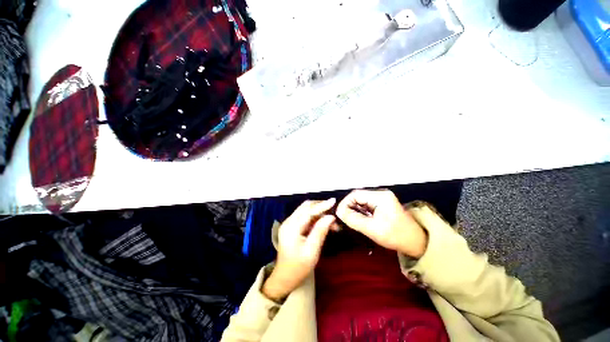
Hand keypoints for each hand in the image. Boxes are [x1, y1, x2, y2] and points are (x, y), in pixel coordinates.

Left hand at [262, 198, 335, 301]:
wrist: (284, 278)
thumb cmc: (299, 267)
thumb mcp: (312, 251)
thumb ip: (320, 231)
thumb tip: (330, 217)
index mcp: (291, 228)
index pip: (308, 211)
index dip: (321, 205)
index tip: (333, 201)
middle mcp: (289, 222)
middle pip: (305, 207)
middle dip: (320, 208)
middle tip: (334, 214)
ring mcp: (289, 224)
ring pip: (306, 211)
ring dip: (319, 214)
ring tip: (332, 224)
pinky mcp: (291, 227)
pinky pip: (305, 218)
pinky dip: (315, 219)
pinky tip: (324, 225)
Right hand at [336, 189, 426, 257]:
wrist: (417, 243)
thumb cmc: (396, 236)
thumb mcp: (372, 229)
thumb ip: (353, 219)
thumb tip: (338, 212)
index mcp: (380, 197)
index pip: (355, 194)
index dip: (345, 203)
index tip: (339, 215)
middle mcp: (380, 194)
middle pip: (358, 197)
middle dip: (349, 207)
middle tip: (344, 219)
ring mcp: (382, 199)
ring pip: (361, 201)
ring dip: (354, 210)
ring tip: (350, 221)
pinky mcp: (382, 205)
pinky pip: (366, 205)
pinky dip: (360, 212)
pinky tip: (359, 220)